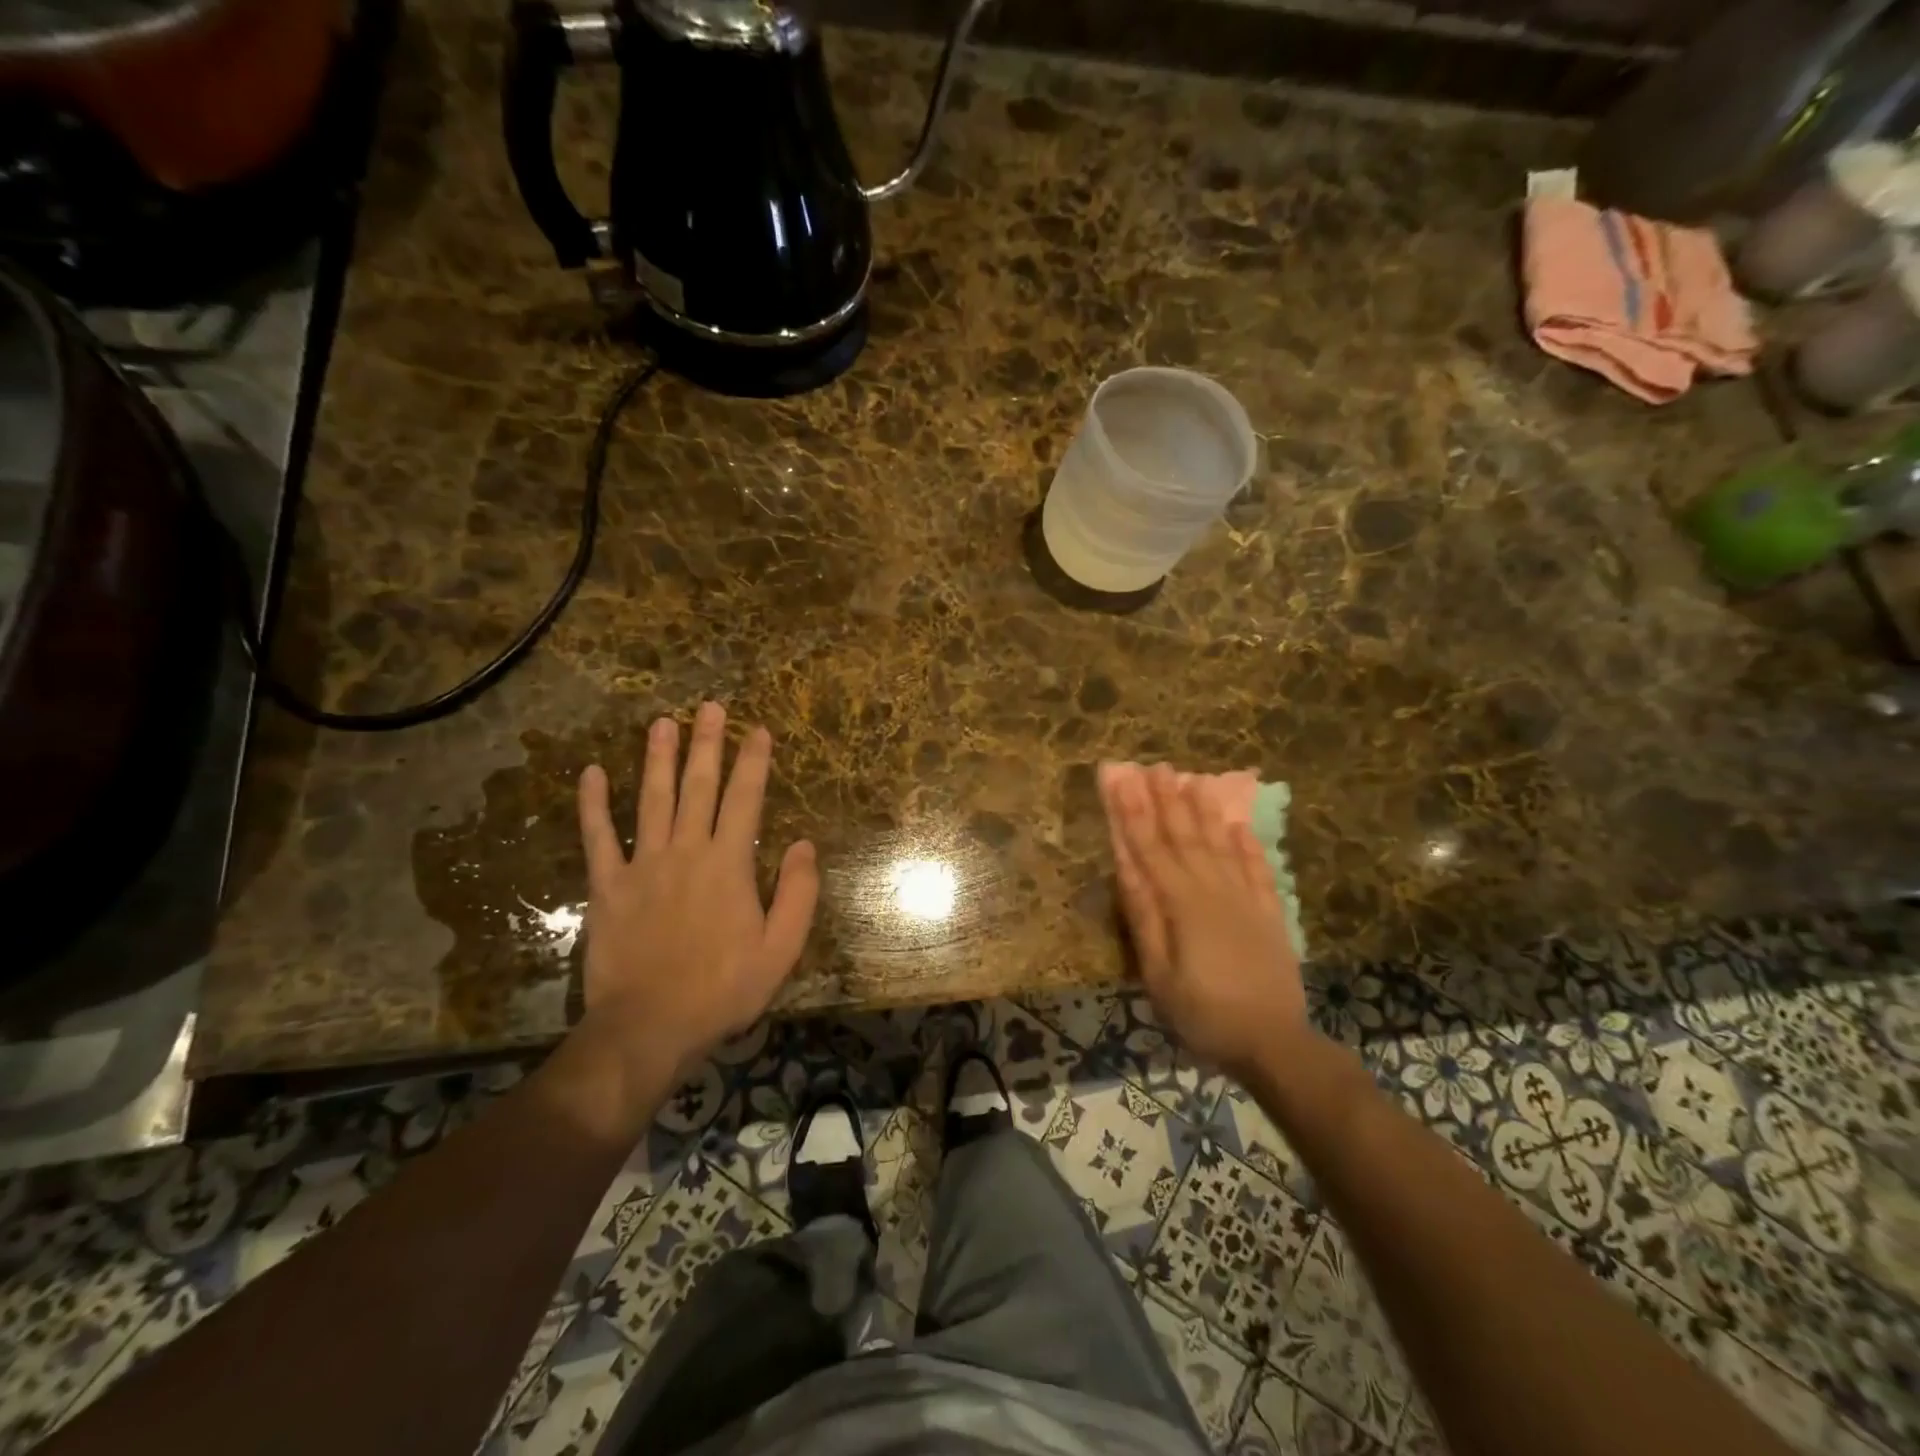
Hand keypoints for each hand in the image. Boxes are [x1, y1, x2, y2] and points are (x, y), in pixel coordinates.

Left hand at [576, 702, 818, 1088]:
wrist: (649, 1026)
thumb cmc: (724, 988)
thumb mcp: (781, 948)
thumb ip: (798, 892)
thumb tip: (804, 843)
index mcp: (729, 864)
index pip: (745, 799)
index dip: (753, 761)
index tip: (758, 730)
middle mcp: (686, 851)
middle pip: (698, 787)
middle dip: (706, 744)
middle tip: (709, 707)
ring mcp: (642, 865)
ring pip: (651, 799)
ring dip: (657, 758)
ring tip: (661, 722)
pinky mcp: (608, 887)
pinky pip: (598, 838)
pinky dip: (593, 805)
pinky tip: (590, 773)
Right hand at [1100, 762, 1307, 1079]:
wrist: (1274, 1043)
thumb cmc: (1204, 1014)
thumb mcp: (1159, 975)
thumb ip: (1145, 918)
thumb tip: (1126, 868)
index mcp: (1182, 904)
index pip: (1151, 848)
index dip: (1134, 812)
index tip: (1123, 778)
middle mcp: (1215, 890)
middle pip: (1185, 837)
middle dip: (1167, 800)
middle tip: (1155, 766)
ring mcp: (1246, 899)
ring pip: (1220, 844)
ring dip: (1203, 810)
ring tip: (1192, 779)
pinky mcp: (1270, 913)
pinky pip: (1258, 868)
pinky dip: (1247, 843)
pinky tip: (1238, 823)